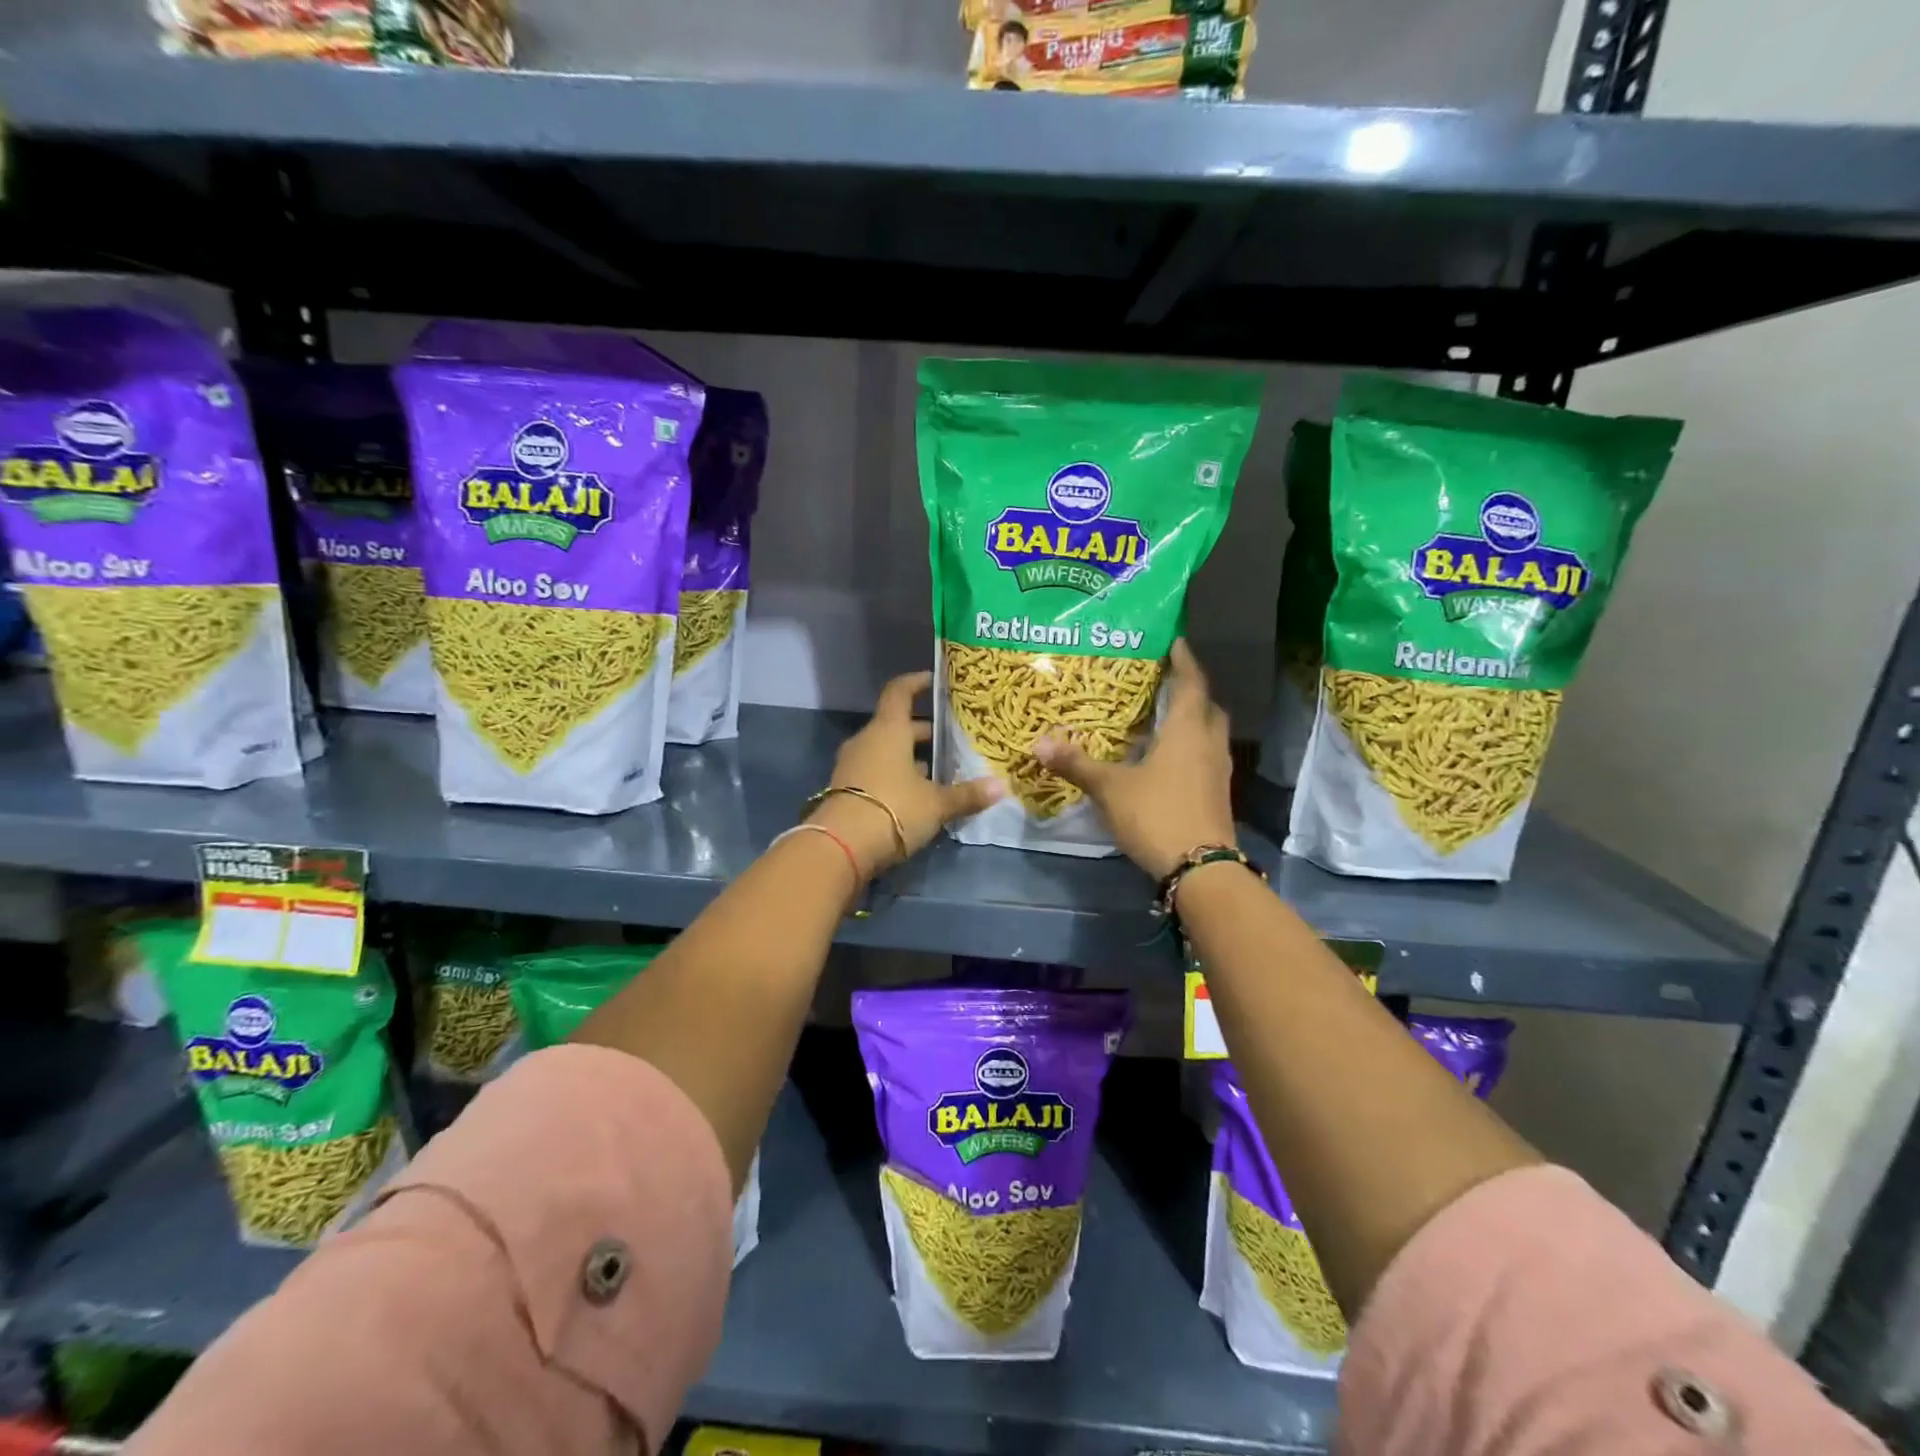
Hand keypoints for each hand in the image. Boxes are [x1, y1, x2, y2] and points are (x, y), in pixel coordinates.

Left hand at [811, 670, 1002, 878]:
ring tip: (937, 770)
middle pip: (895, 726)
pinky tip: (915, 794)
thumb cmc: (893, 809)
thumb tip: (1002, 787)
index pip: (900, 692)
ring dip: (907, 756)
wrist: (840, 847)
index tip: (933, 681)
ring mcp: (852, 766)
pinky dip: (894, 775)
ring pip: (885, 751)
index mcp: (888, 730)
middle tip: (948, 737)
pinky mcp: (845, 790)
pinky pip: (874, 772)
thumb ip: (967, 795)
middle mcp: (867, 741)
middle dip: (921, 731)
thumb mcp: (936, 804)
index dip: (916, 683)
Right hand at [1032, 640, 1236, 879]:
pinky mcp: (1217, 795)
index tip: (1174, 640)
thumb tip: (1040, 743)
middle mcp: (1209, 745)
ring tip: (1161, 718)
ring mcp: (1217, 772)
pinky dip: (1189, 748)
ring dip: (1191, 721)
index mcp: (1188, 731)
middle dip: (1189, 691)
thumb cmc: (1157, 815)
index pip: (1191, 683)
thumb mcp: (1110, 788)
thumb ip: (1077, 764)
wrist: (1200, 869)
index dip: (1184, 660)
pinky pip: (1205, 758)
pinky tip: (1165, 760)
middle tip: (1164, 682)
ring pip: (1209, 734)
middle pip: (1206, 707)